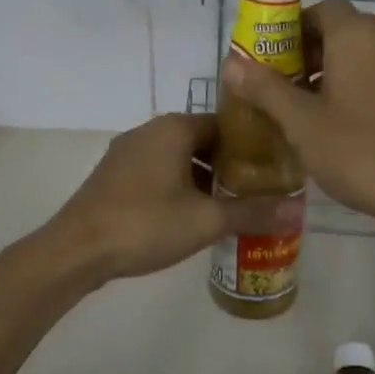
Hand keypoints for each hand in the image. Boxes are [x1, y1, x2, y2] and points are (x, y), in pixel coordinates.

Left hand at [38, 114, 299, 285]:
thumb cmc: (145, 224)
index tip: (273, 167)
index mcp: (173, 128)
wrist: (76, 249)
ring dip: (203, 178)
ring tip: (228, 206)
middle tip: (256, 191)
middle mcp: (149, 131)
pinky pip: (156, 171)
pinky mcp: (113, 175)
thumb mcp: (206, 220)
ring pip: (178, 158)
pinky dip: (178, 185)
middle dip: (229, 165)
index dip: (252, 145)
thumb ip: (252, 213)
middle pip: (201, 140)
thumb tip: (298, 211)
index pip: (225, 124)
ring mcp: (126, 153)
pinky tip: (189, 215)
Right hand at [220, 0, 374, 232]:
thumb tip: (231, 63)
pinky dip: (355, 87)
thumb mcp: (301, 122)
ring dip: (330, 71)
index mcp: (357, 36)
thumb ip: (265, 89)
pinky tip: (338, 124)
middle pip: (341, 30)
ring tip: (304, 109)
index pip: (321, 10)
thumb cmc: (359, 150)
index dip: (291, 28)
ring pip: (361, 55)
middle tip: (279, 86)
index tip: (269, 58)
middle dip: (306, 52)